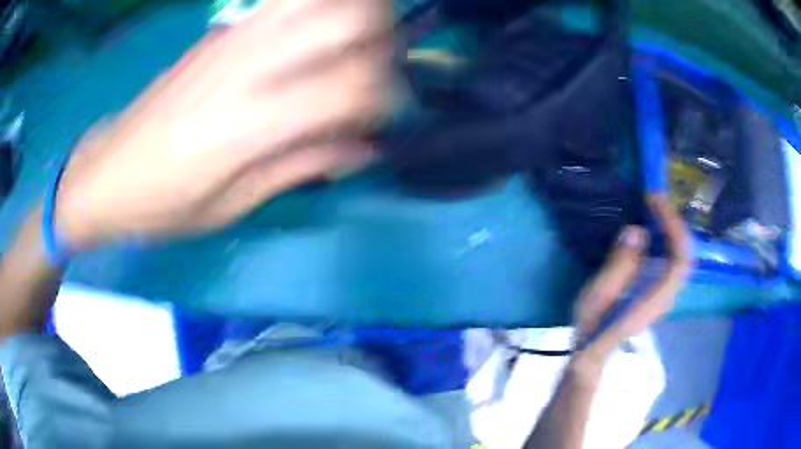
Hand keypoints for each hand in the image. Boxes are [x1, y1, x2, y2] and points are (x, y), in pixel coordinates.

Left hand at [54, 0, 391, 249]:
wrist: (108, 173)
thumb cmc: (164, 205)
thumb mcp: (232, 206)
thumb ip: (302, 167)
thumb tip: (365, 146)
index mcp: (249, 123)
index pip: (351, 87)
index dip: (385, 100)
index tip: (384, 118)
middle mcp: (247, 65)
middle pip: (346, 19)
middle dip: (383, 39)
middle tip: (380, 70)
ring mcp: (233, 38)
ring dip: (354, 11)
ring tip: (358, 40)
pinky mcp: (223, 31)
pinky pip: (285, 0)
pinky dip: (315, 5)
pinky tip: (316, 29)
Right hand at [571, 194, 691, 374]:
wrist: (595, 350)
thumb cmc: (593, 325)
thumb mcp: (598, 295)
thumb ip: (619, 265)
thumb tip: (637, 231)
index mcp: (654, 298)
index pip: (679, 259)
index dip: (673, 227)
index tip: (656, 202)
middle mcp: (668, 295)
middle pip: (685, 254)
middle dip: (674, 222)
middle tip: (655, 200)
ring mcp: (666, 293)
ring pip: (682, 255)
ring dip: (672, 228)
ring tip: (654, 208)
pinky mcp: (661, 290)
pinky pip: (674, 258)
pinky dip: (668, 238)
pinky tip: (654, 228)